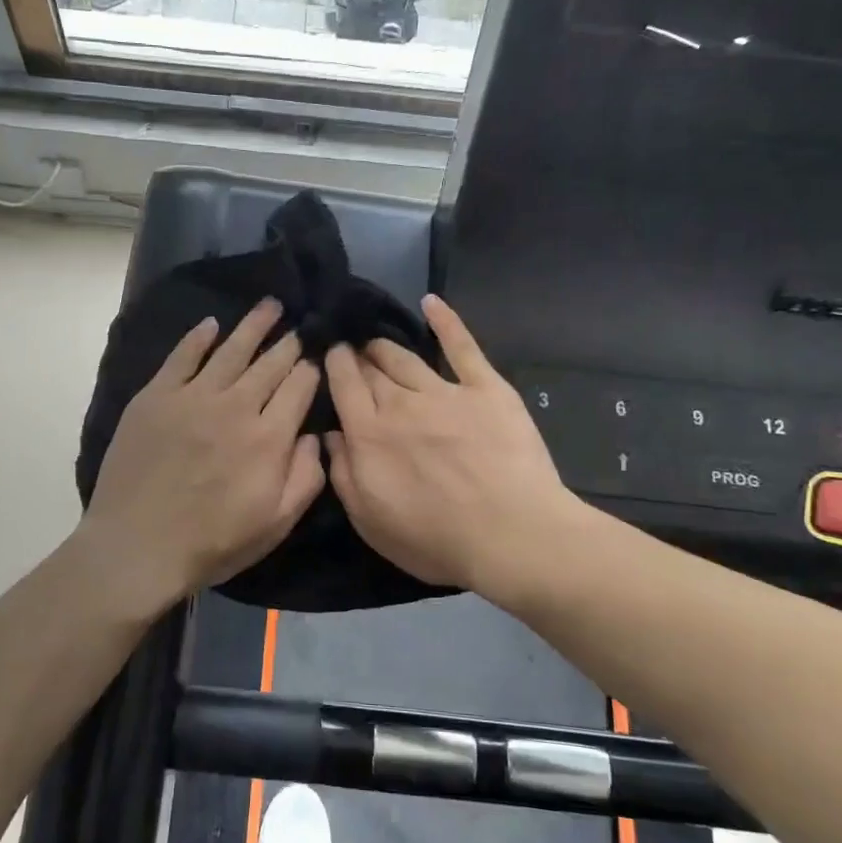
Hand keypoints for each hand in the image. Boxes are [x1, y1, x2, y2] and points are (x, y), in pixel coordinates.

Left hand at [78, 298, 325, 616]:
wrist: (138, 547)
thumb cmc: (213, 543)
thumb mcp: (277, 524)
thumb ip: (306, 477)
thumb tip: (313, 435)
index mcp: (269, 437)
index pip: (299, 388)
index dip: (311, 370)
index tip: (316, 360)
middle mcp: (235, 406)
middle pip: (270, 363)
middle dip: (288, 343)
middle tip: (298, 326)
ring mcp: (193, 397)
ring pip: (231, 350)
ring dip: (253, 325)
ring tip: (270, 305)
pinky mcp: (156, 397)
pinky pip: (181, 357)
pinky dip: (198, 338)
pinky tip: (211, 325)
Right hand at [325, 295, 580, 602]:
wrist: (511, 534)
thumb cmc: (436, 540)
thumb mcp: (370, 521)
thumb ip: (343, 475)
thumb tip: (331, 436)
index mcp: (369, 434)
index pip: (344, 386)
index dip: (334, 365)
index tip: (330, 354)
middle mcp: (401, 404)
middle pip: (372, 369)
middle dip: (357, 355)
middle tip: (352, 350)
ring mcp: (445, 391)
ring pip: (406, 357)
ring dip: (386, 346)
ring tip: (377, 341)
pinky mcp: (486, 388)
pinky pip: (462, 347)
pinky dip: (446, 321)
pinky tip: (432, 302)